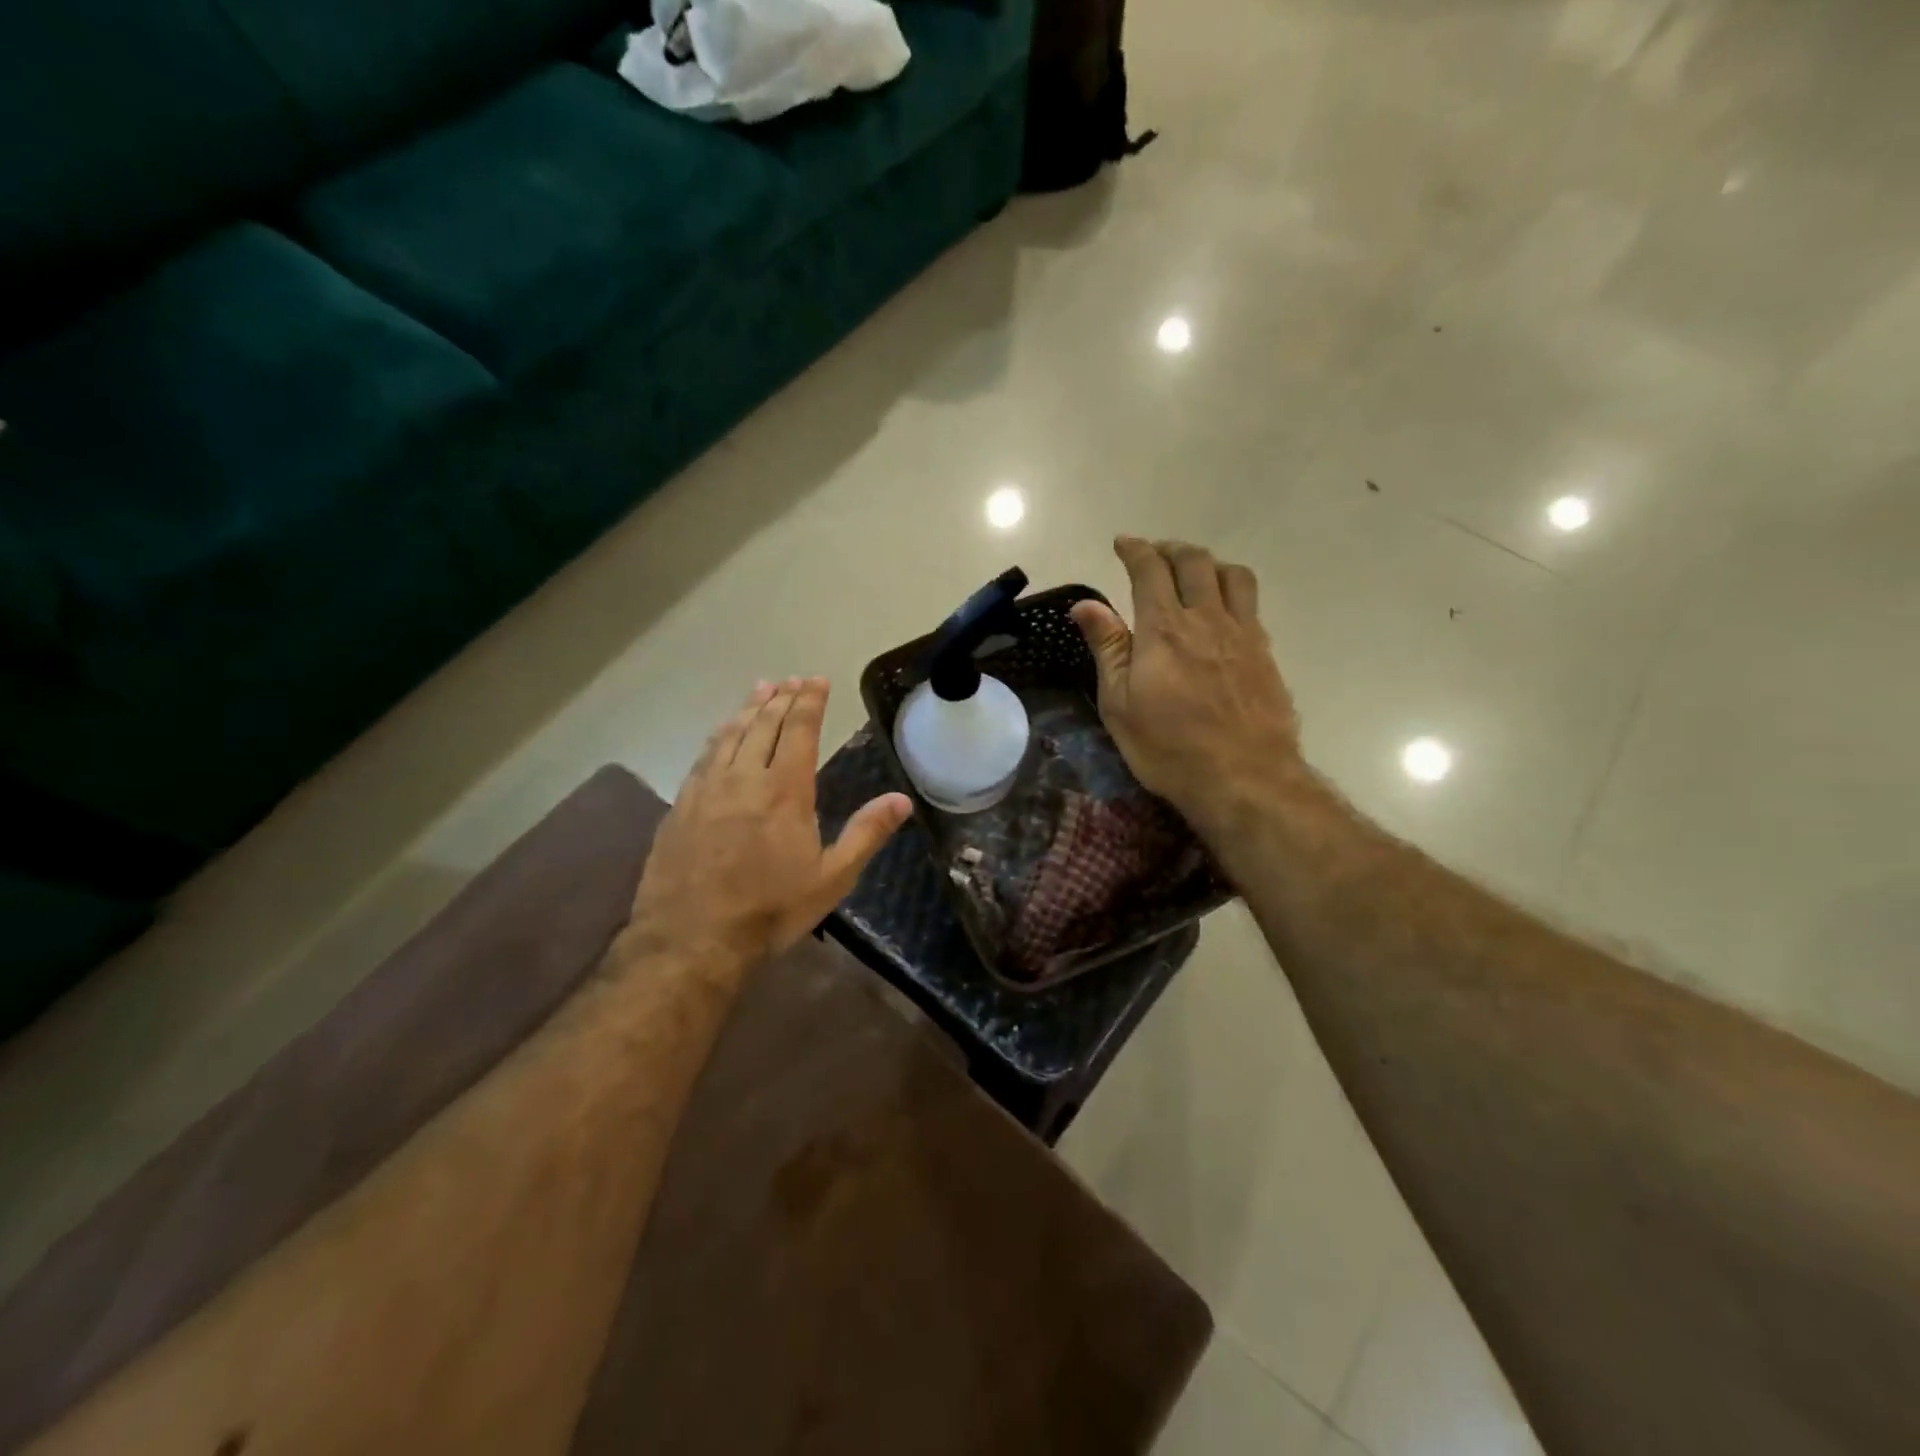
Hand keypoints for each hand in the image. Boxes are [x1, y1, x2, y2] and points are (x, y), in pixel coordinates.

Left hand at [629, 678, 911, 971]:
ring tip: (760, 689)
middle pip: (764, 725)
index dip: (810, 702)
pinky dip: (718, 735)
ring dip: (748, 709)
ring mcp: (707, 789)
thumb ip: (866, 833)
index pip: (800, 730)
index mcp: (785, 790)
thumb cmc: (770, 910)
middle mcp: (744, 778)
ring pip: (730, 735)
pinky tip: (721, 733)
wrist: (691, 939)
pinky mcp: (680, 806)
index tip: (817, 680)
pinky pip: (703, 757)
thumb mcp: (832, 878)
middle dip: (781, 698)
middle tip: (792, 679)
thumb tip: (902, 799)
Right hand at [1071, 537, 1301, 834]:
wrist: (1245, 778)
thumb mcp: (1120, 704)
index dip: (1135, 550)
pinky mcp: (1265, 653)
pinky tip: (1223, 612)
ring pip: (1232, 575)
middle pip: (1194, 562)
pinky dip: (1232, 592)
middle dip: (1171, 549)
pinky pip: (1251, 604)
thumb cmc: (1169, 748)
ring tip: (1194, 574)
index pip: (1149, 570)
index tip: (1123, 543)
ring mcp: (1243, 634)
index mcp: (1164, 629)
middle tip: (1154, 554)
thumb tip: (1084, 604)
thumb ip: (1107, 648)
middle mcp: (1207, 619)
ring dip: (1209, 563)